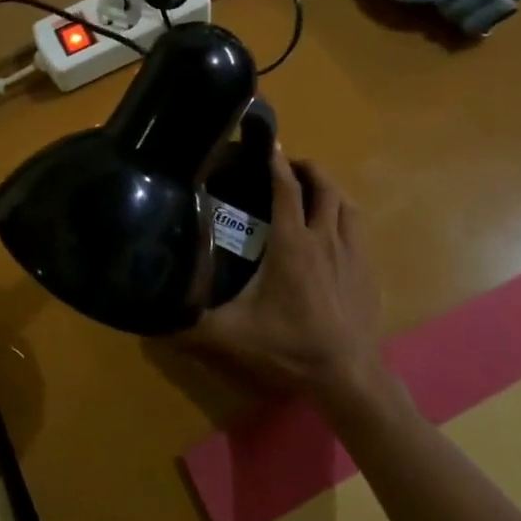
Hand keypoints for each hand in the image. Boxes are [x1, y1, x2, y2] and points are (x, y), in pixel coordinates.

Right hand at [186, 150, 391, 402]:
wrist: (349, 378)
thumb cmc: (289, 347)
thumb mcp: (231, 335)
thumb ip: (190, 323)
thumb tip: (152, 313)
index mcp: (292, 242)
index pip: (285, 188)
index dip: (275, 162)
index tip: (267, 143)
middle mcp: (325, 239)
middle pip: (323, 187)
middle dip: (306, 169)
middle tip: (288, 166)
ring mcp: (352, 255)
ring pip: (346, 205)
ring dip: (329, 190)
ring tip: (312, 191)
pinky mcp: (368, 273)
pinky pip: (358, 230)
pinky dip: (344, 217)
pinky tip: (334, 233)